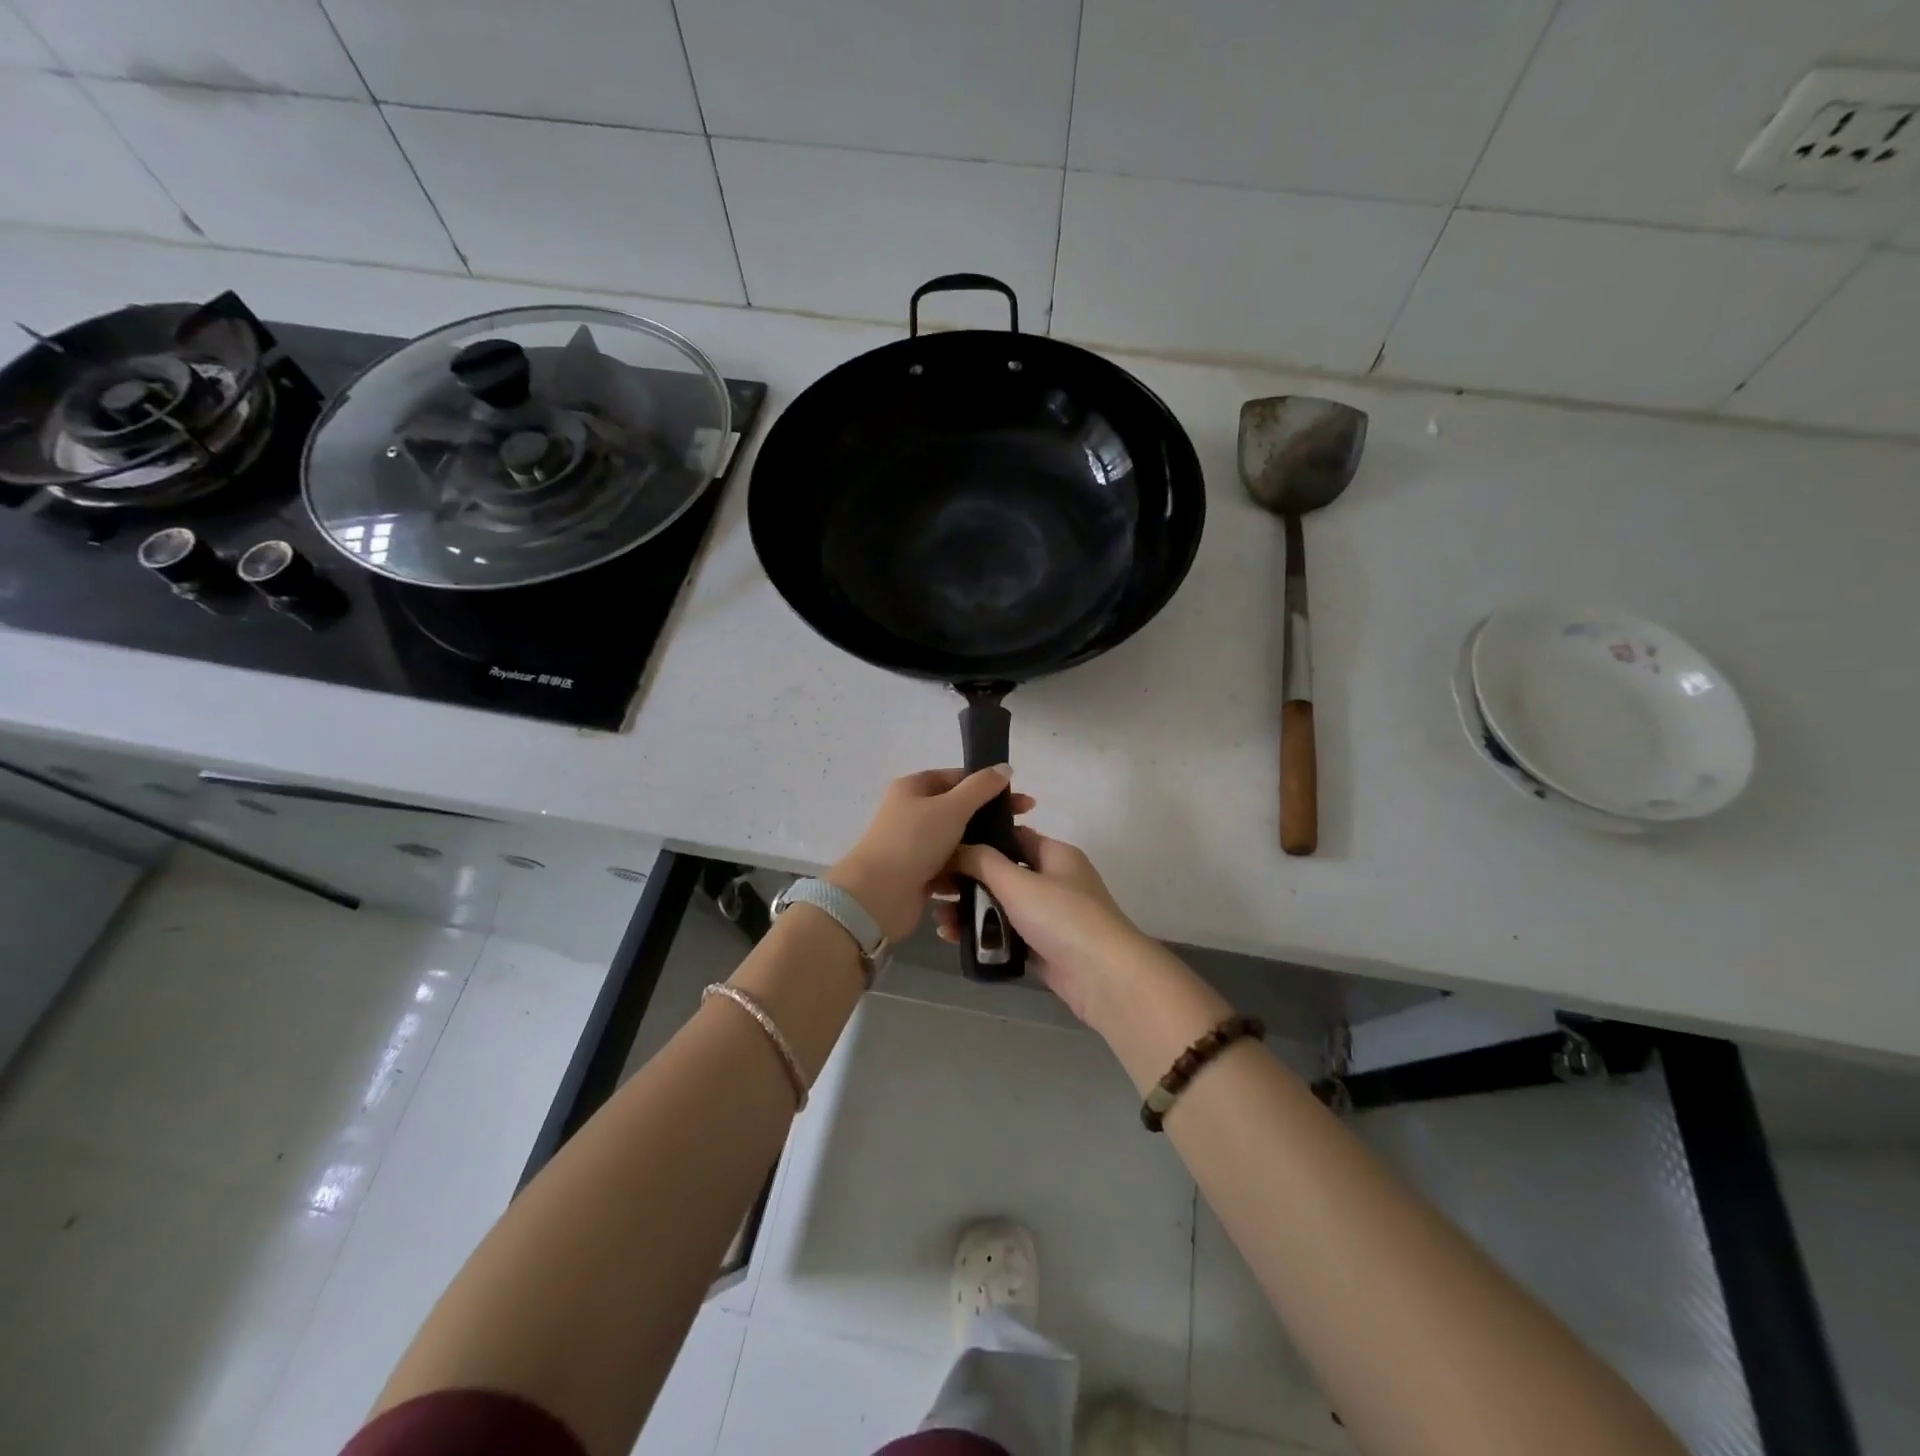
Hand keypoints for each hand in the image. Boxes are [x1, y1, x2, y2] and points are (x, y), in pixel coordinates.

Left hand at [829, 767, 1035, 943]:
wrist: (878, 895)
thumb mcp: (951, 807)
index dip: (989, 786)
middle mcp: (912, 813)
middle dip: (989, 819)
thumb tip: (1005, 767)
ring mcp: (915, 846)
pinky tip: (993, 877)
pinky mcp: (920, 874)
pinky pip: (951, 868)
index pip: (957, 778)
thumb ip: (981, 787)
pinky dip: (968, 871)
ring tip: (1012, 857)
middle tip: (1023, 829)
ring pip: (957, 842)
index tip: (1021, 801)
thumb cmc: (914, 842)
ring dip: (980, 848)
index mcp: (914, 789)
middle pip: (959, 810)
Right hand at [933, 828, 1159, 1029]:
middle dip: (967, 882)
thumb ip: (983, 861)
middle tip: (933, 889)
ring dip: (970, 911)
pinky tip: (955, 939)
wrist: (1104, 978)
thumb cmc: (1063, 917)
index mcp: (1055, 855)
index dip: (980, 840)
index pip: (1013, 837)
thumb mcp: (1018, 882)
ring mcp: (1050, 917)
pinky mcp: (1044, 948)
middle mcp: (1054, 881)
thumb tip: (956, 846)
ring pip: (1001, 906)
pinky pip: (1006, 935)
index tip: (944, 848)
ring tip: (940, 920)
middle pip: (1003, 874)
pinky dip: (984, 935)